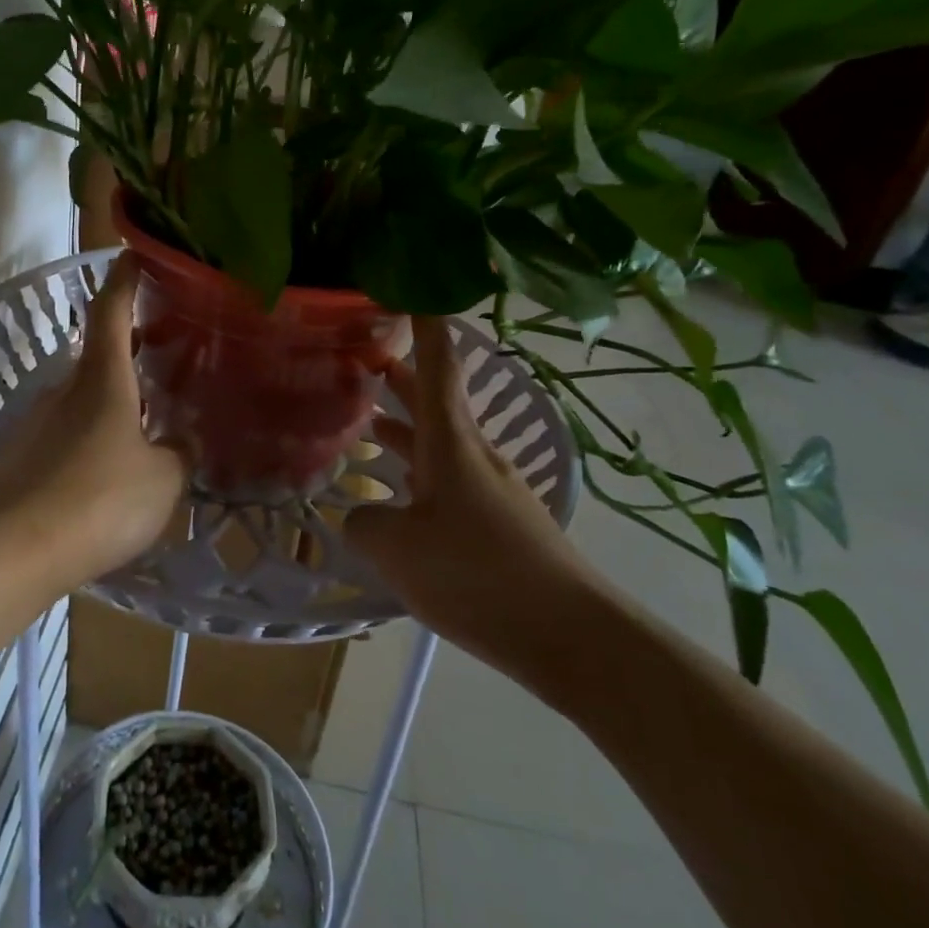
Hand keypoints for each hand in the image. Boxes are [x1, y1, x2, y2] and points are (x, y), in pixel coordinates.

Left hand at [0, 254, 188, 586]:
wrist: (16, 551)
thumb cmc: (100, 499)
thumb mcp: (163, 479)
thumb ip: (179, 454)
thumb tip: (182, 441)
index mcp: (102, 380)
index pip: (110, 311)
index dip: (124, 280)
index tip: (134, 255)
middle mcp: (63, 390)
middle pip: (96, 353)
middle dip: (127, 347)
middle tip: (162, 351)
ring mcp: (36, 423)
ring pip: (79, 396)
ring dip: (108, 397)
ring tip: (140, 419)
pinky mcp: (20, 457)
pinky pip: (63, 432)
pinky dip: (88, 433)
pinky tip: (105, 465)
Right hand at [347, 316, 595, 670]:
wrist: (569, 635)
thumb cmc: (476, 574)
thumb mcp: (398, 550)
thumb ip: (365, 525)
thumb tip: (360, 518)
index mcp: (451, 443)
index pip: (438, 367)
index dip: (424, 327)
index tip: (411, 292)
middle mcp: (475, 455)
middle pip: (437, 402)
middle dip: (403, 378)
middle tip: (366, 358)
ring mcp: (492, 490)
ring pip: (441, 443)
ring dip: (406, 429)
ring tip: (368, 422)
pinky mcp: (500, 523)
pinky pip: (450, 480)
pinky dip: (420, 471)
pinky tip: (400, 494)